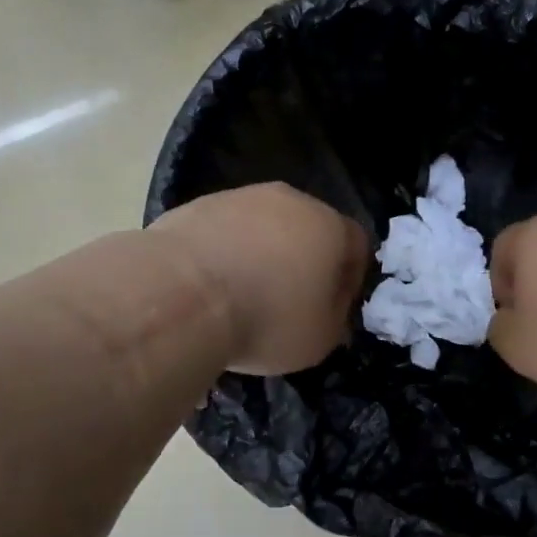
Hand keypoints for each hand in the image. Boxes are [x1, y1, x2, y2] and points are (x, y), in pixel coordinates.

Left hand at [150, 183, 370, 374]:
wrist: (180, 295)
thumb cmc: (265, 319)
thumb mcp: (320, 339)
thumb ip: (336, 318)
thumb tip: (329, 307)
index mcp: (330, 226)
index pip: (356, 245)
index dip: (348, 280)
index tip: (330, 310)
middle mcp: (290, 200)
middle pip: (307, 228)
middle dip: (302, 261)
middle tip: (286, 301)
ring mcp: (240, 197)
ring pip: (262, 226)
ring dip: (260, 253)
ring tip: (240, 294)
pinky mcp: (197, 204)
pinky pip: (223, 230)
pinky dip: (223, 252)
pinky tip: (208, 284)